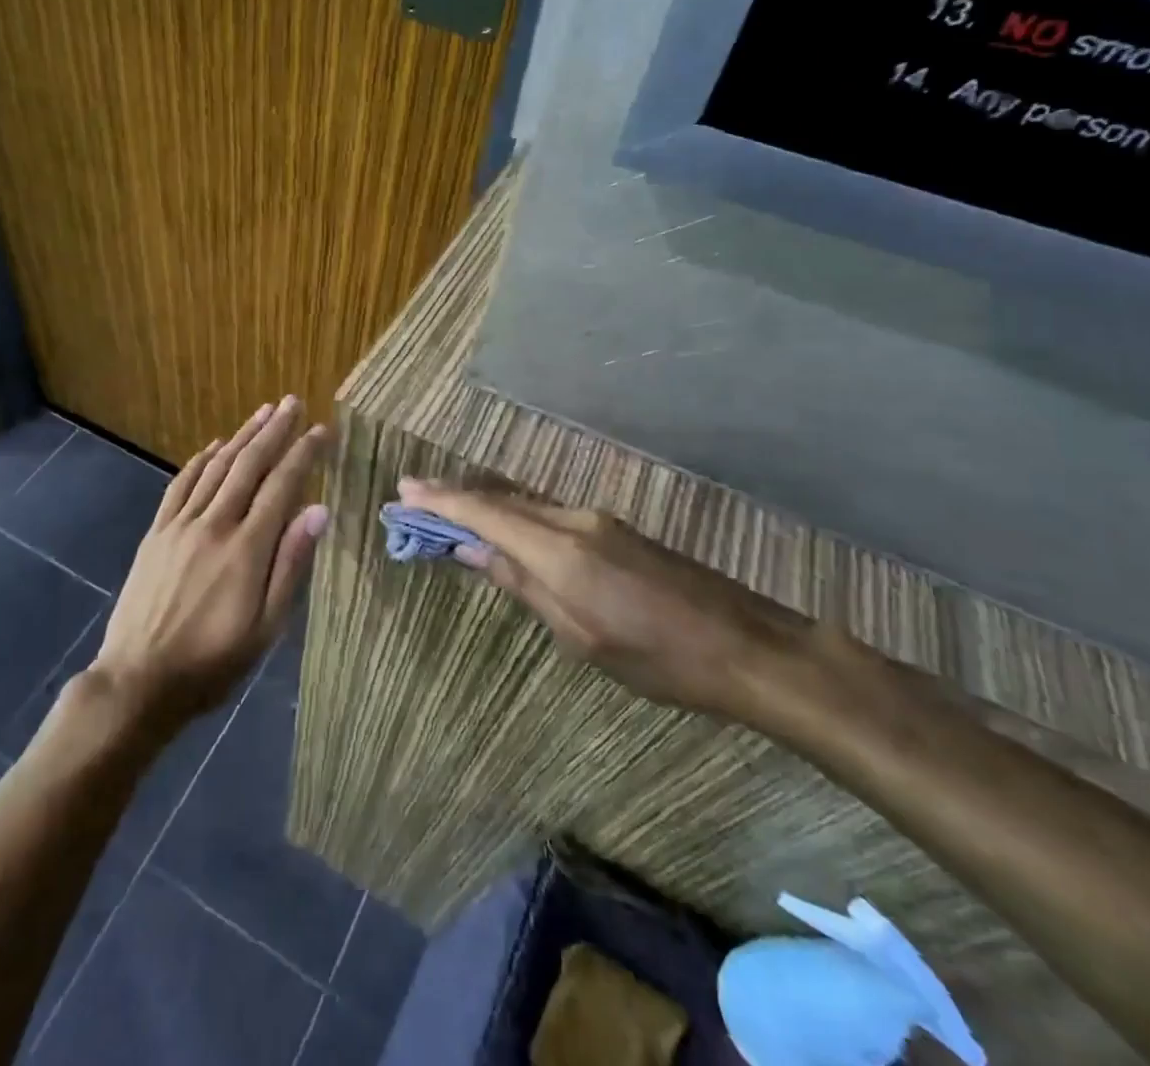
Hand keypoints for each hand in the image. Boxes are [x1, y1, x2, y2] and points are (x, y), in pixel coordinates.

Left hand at [91, 399, 329, 728]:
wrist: (138, 681)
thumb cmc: (213, 663)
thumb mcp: (266, 627)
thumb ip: (291, 565)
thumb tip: (318, 511)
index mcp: (247, 548)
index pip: (282, 486)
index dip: (303, 454)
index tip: (321, 430)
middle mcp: (215, 524)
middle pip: (249, 465)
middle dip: (274, 431)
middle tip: (293, 402)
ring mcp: (181, 525)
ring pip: (216, 468)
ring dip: (241, 436)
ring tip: (263, 412)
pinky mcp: (157, 533)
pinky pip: (180, 485)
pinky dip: (200, 460)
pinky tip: (214, 446)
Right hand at [397, 479, 807, 720]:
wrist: (745, 646)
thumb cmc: (657, 658)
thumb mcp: (579, 636)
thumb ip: (522, 584)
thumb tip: (471, 549)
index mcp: (559, 550)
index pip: (484, 512)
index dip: (441, 500)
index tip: (404, 490)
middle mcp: (573, 521)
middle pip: (501, 500)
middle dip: (455, 496)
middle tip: (413, 496)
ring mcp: (597, 521)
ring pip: (524, 504)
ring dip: (483, 503)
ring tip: (446, 508)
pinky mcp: (614, 529)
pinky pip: (548, 513)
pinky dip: (514, 513)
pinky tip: (503, 524)